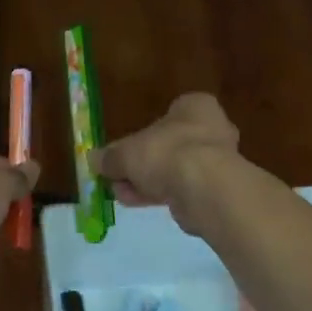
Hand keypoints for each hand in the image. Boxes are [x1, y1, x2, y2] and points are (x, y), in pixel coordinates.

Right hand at [94, 93, 239, 235]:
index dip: (143, 134)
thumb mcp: (126, 153)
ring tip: (122, 195)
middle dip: (142, 164)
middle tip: (119, 177)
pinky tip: (138, 203)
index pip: (169, 114)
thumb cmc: (166, 153)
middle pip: (168, 146)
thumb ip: (110, 157)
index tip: (125, 152)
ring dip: (147, 182)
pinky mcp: (217, 190)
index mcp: (196, 107)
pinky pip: (183, 189)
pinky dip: (161, 195)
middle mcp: (212, 129)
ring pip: (174, 170)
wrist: (203, 188)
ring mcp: (218, 161)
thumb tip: (93, 159)